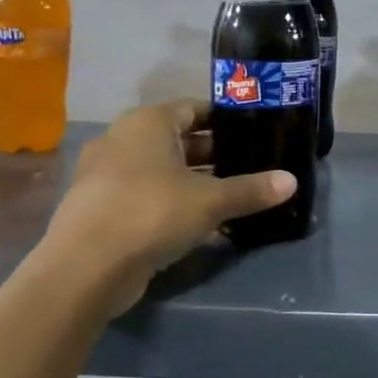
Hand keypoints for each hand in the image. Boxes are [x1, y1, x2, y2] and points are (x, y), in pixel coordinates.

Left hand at [35, 99, 295, 315]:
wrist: (85, 269)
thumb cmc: (151, 212)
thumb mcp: (210, 201)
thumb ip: (251, 190)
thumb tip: (292, 181)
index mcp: (146, 123)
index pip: (194, 108)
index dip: (226, 119)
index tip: (255, 132)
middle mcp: (122, 140)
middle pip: (178, 140)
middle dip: (214, 153)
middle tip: (252, 164)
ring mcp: (107, 175)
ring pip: (163, 170)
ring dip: (195, 182)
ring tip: (233, 194)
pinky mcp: (102, 208)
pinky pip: (147, 196)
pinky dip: (173, 204)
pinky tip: (202, 223)